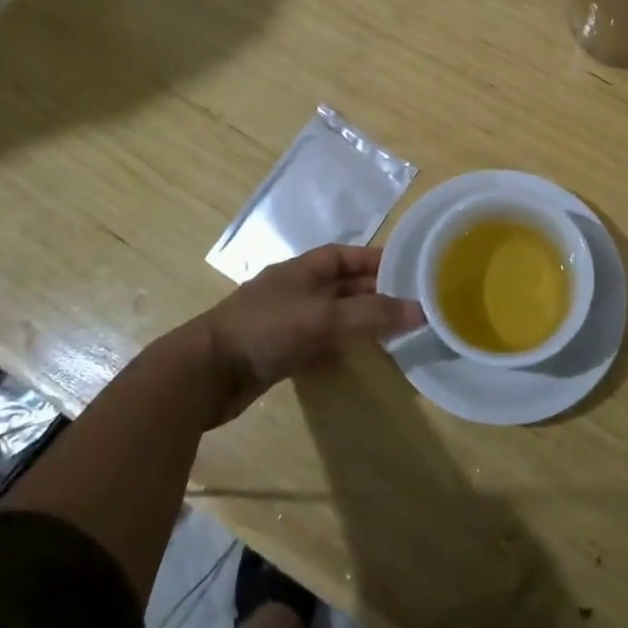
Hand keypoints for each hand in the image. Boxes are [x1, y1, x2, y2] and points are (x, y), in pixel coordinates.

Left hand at [199, 245, 424, 423]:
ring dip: (359, 319)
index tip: (410, 268)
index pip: (346, 255)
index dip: (376, 259)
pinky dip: (340, 344)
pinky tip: (358, 355)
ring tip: (394, 330)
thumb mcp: (323, 318)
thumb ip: (371, 314)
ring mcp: (286, 321)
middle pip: (342, 284)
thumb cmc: (266, 330)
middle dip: (374, 291)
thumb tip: (421, 311)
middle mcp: (296, 289)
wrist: (206, 373)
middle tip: (412, 303)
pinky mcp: (280, 351)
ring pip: (332, 314)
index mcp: (303, 269)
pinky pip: (319, 340)